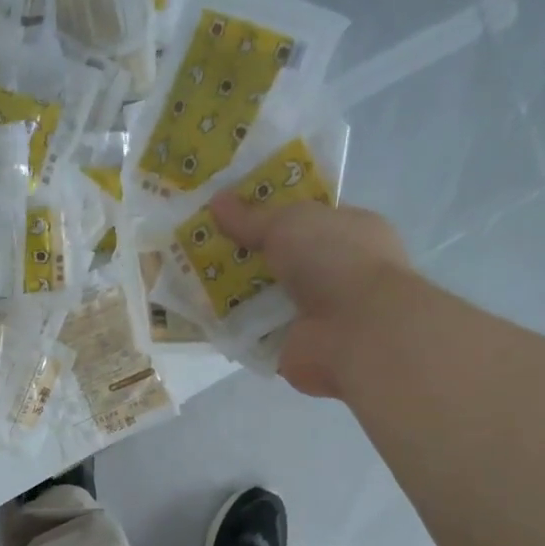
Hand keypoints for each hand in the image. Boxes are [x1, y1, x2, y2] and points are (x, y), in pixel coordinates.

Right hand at [211, 192, 412, 400]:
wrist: (355, 332)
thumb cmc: (335, 261)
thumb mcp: (290, 222)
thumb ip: (252, 216)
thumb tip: (217, 200)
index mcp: (348, 231)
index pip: (305, 216)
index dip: (269, 210)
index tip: (229, 205)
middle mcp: (334, 271)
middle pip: (279, 257)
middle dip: (243, 250)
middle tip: (199, 240)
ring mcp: (313, 312)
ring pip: (263, 295)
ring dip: (231, 289)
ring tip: (189, 273)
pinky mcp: (292, 345)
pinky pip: (253, 331)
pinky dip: (230, 325)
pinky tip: (199, 313)